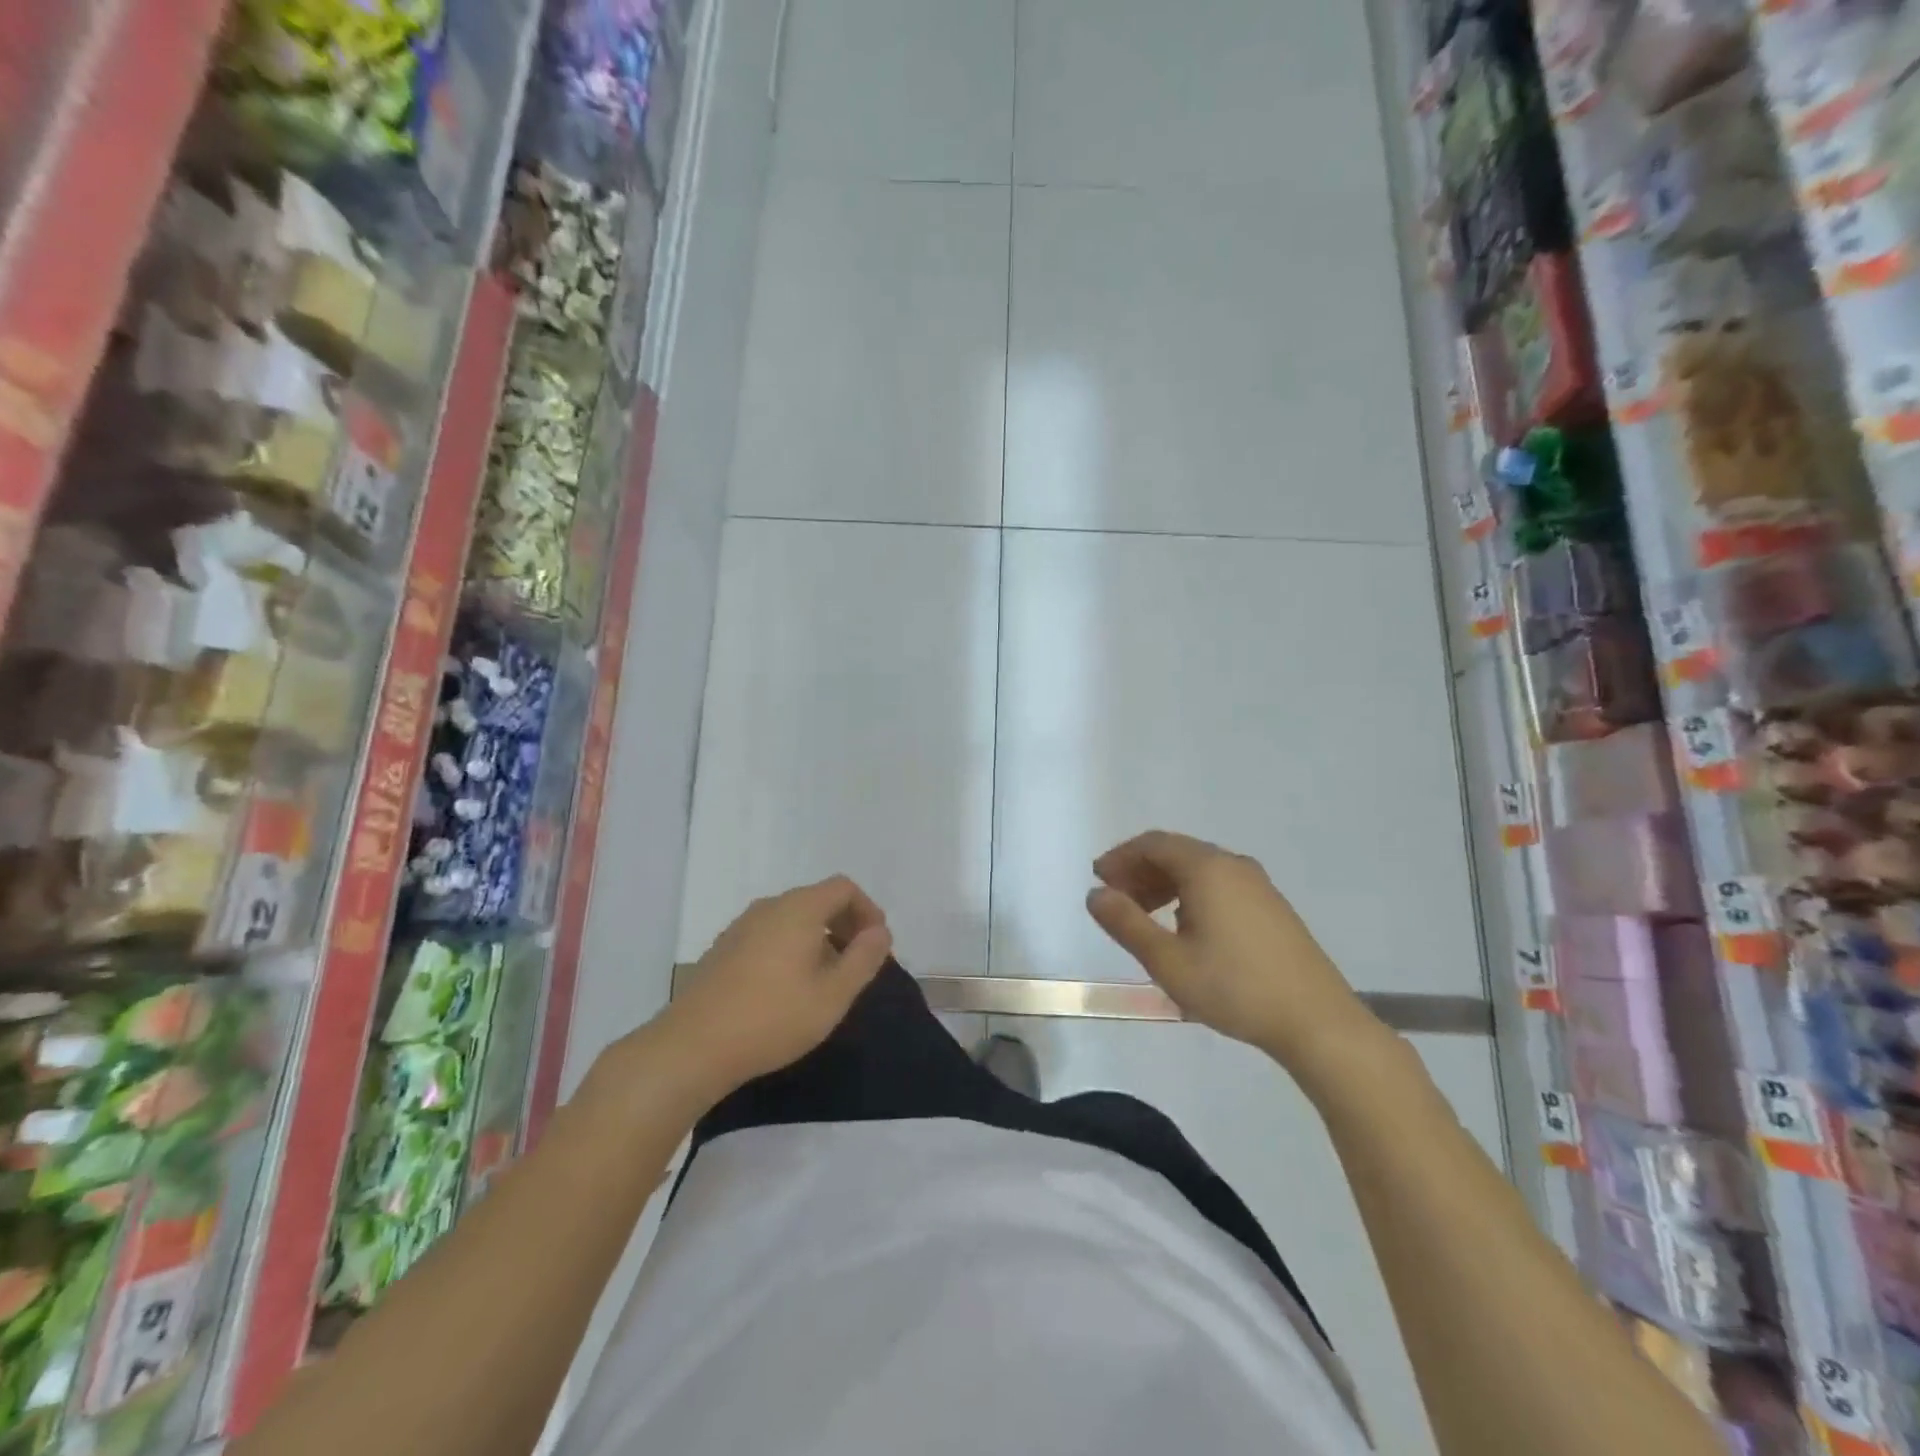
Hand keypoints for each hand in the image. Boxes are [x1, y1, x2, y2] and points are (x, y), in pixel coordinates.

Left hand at [652, 876, 893, 1103]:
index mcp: (798, 909)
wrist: (691, 1047)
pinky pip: (769, 934)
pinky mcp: (723, 949)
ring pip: (791, 918)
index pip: (843, 888)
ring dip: (817, 938)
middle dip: (845, 925)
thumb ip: (863, 958)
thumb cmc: (772, 1018)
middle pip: (817, 899)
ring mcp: (741, 926)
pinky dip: (790, 948)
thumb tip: (880, 932)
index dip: (867, 910)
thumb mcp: (833, 995)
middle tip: (855, 964)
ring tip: (824, 980)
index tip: (876, 945)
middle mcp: (768, 907)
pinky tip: (787, 989)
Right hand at [1085, 831, 1390, 1087]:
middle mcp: (1233, 865)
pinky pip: (1219, 884)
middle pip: (1176, 853)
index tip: (1098, 879)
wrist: (1317, 1021)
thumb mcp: (1168, 961)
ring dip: (1164, 883)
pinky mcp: (1272, 907)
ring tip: (1144, 916)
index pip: (1154, 844)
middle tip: (1116, 900)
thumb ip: (1126, 923)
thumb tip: (1095, 894)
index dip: (1121, 857)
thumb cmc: (1234, 988)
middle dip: (1140, 870)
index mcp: (1207, 869)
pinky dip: (1190, 894)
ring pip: (1199, 870)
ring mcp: (1258, 885)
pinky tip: (1184, 927)